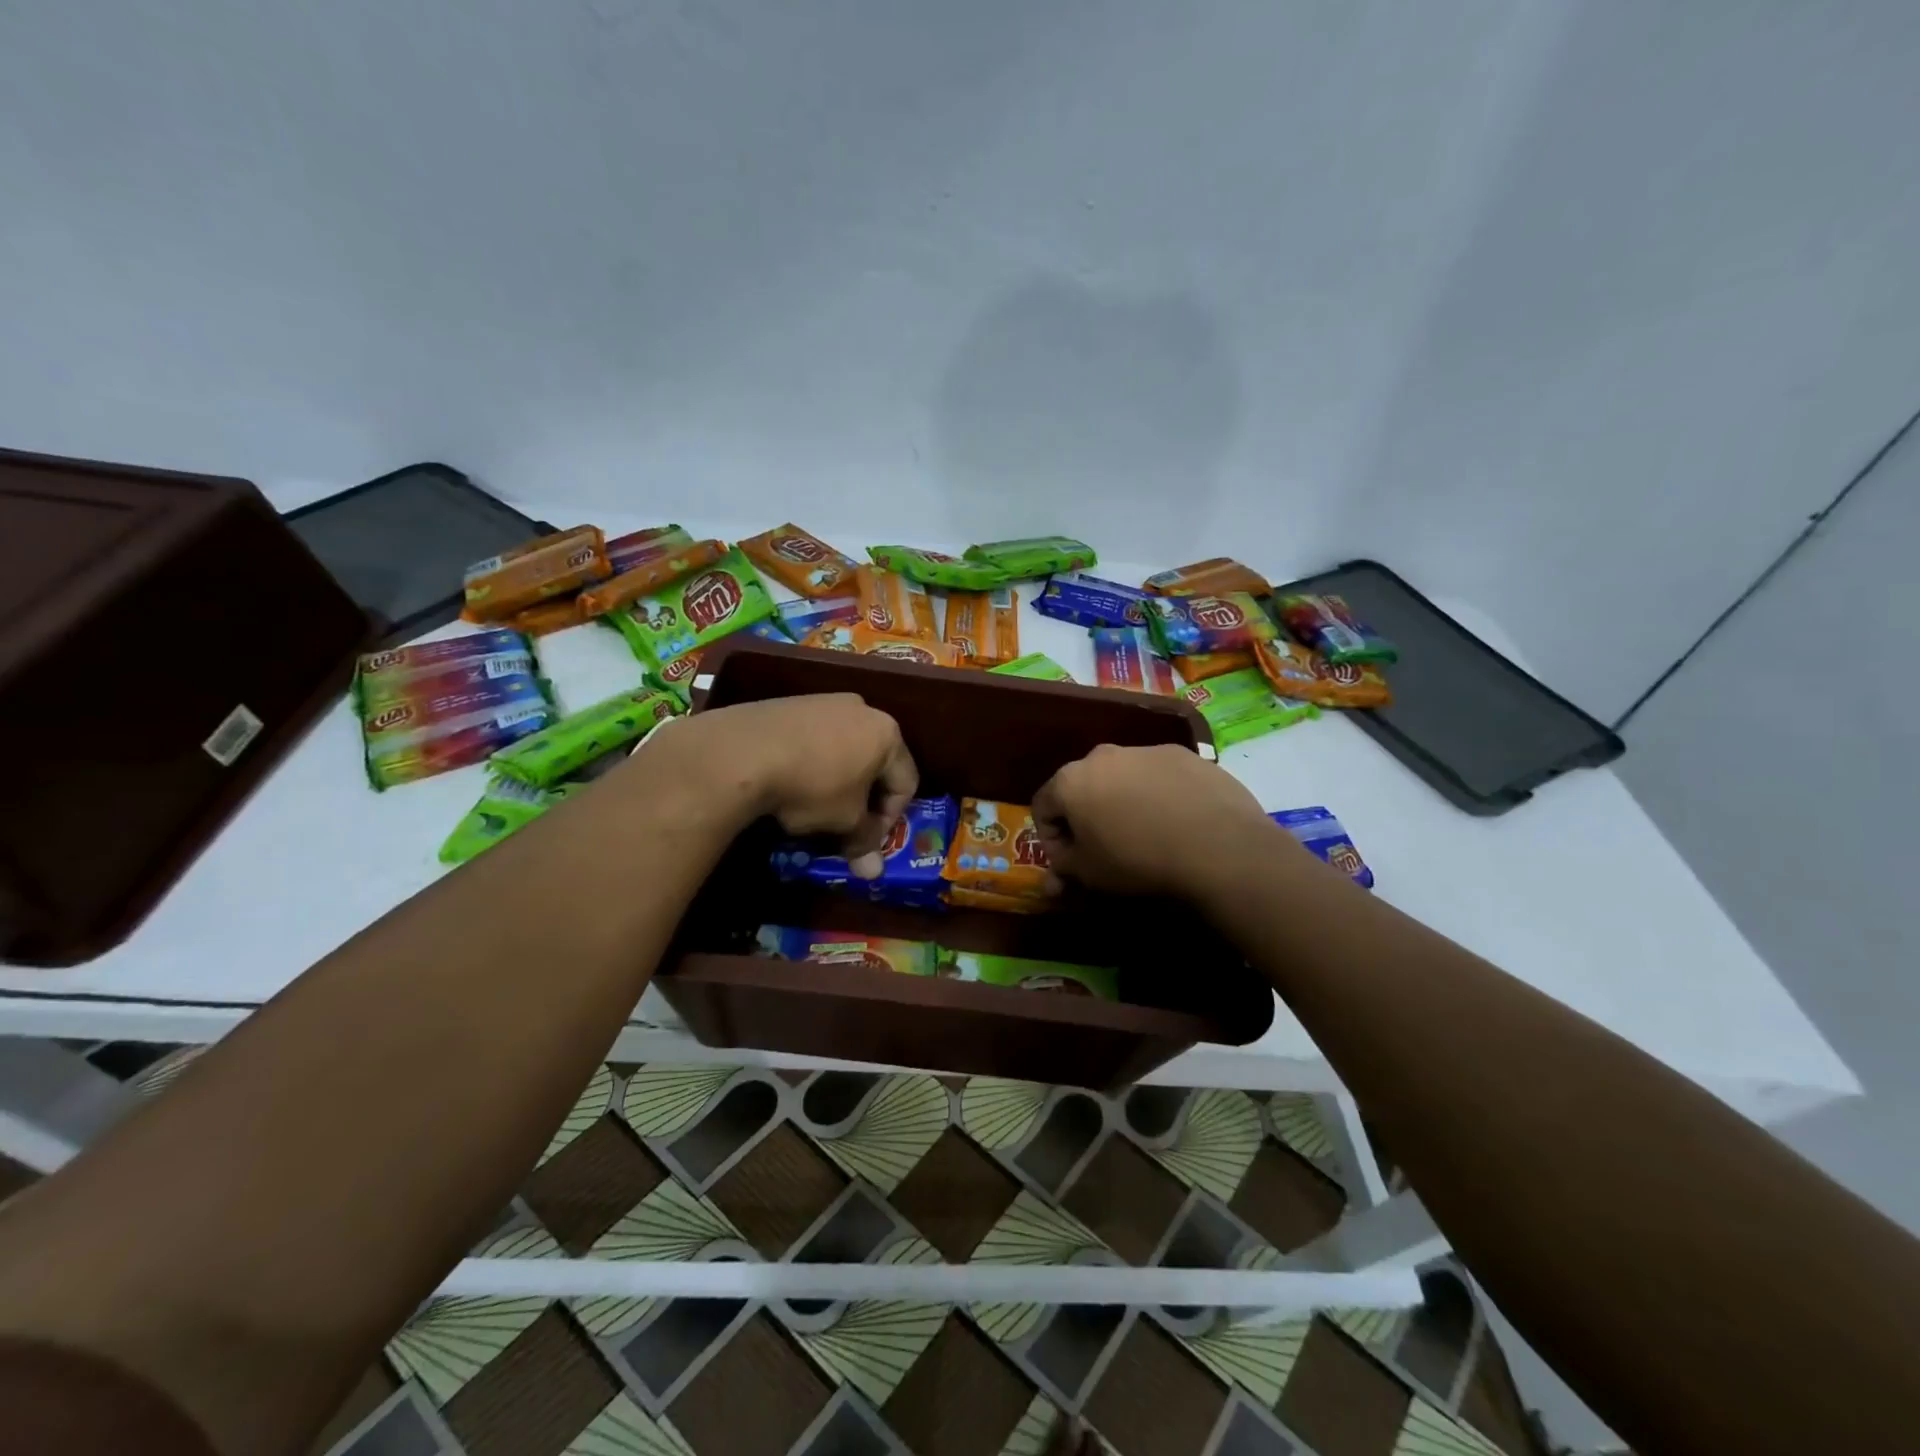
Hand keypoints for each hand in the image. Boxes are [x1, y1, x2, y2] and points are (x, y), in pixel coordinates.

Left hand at [645, 694, 917, 874]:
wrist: (742, 752)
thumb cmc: (811, 787)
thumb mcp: (843, 821)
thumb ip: (864, 841)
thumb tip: (874, 872)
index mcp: (887, 734)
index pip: (906, 781)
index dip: (892, 817)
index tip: (867, 839)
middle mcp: (862, 709)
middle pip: (876, 762)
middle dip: (864, 798)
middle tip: (844, 824)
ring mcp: (823, 701)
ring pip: (843, 748)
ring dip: (837, 780)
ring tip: (812, 804)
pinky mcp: (790, 703)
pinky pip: (813, 738)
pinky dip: (810, 762)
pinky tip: (788, 780)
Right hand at [1032, 743, 1289, 900]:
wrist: (1217, 845)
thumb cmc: (1138, 860)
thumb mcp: (1089, 874)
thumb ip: (1063, 867)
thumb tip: (1056, 873)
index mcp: (1070, 780)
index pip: (1042, 806)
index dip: (1050, 838)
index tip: (1068, 861)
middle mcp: (1102, 755)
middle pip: (1081, 786)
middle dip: (1086, 816)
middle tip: (1103, 847)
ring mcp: (1145, 750)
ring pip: (1121, 777)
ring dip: (1122, 801)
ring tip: (1145, 834)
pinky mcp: (1182, 754)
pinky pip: (1157, 776)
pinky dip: (1157, 794)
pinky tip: (1177, 821)